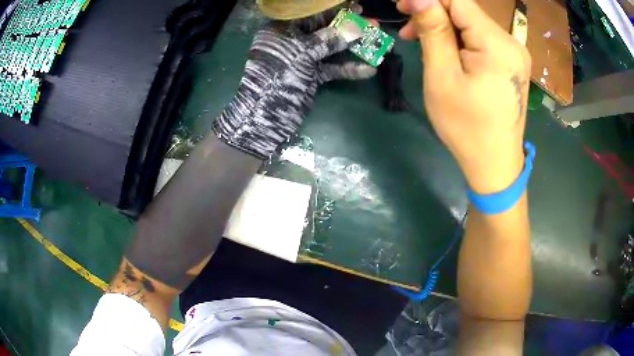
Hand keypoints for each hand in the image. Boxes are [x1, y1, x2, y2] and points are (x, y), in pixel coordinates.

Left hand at [213, 22, 375, 159]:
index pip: (311, 15)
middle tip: (372, 23)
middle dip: (348, 27)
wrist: (267, 116)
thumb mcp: (302, 53)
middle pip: (324, 29)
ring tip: (377, 40)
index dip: (335, 11)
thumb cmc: (278, 76)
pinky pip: (332, 68)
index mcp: (281, 30)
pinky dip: (348, 69)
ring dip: (353, 46)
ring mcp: (303, 59)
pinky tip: (369, 69)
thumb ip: (329, 39)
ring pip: (331, 48)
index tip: (356, 7)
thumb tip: (356, 28)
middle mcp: (292, 41)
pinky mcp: (312, 75)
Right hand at [398, 0, 531, 192]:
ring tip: (421, 41)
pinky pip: (482, 38)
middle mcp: (512, 42)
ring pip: (472, 24)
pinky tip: (446, 51)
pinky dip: (460, 39)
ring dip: (445, 27)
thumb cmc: (466, 127)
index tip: (403, 7)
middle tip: (407, 29)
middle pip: (466, 11)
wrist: (495, 164)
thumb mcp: (442, 77)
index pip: (459, 1)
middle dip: (434, 13)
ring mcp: (515, 53)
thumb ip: (433, 31)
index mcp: (497, 45)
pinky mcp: (512, 62)